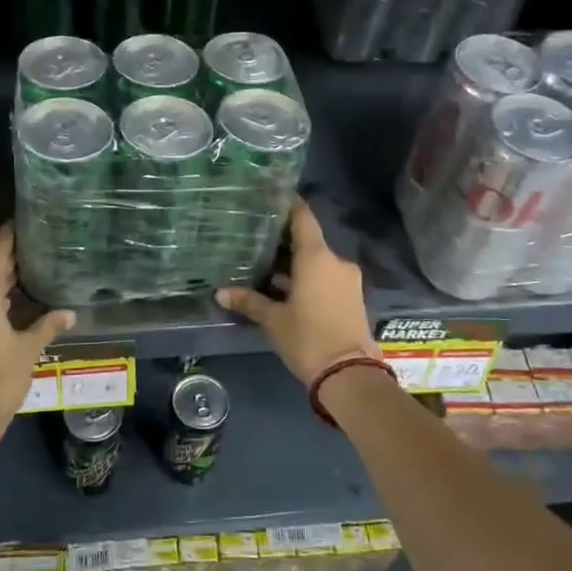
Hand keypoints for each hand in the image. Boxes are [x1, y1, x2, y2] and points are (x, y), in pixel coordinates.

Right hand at [216, 198, 377, 385]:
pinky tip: (285, 289)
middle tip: (256, 238)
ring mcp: (347, 280)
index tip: (271, 195)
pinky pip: (325, 278)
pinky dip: (307, 278)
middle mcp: (335, 261)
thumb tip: (220, 293)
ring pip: (316, 262)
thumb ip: (249, 301)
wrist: (350, 375)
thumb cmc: (308, 338)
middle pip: (308, 241)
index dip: (288, 204)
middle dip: (283, 241)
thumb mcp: (274, 320)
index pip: (303, 217)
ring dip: (294, 264)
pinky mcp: (351, 297)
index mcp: (317, 257)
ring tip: (265, 267)